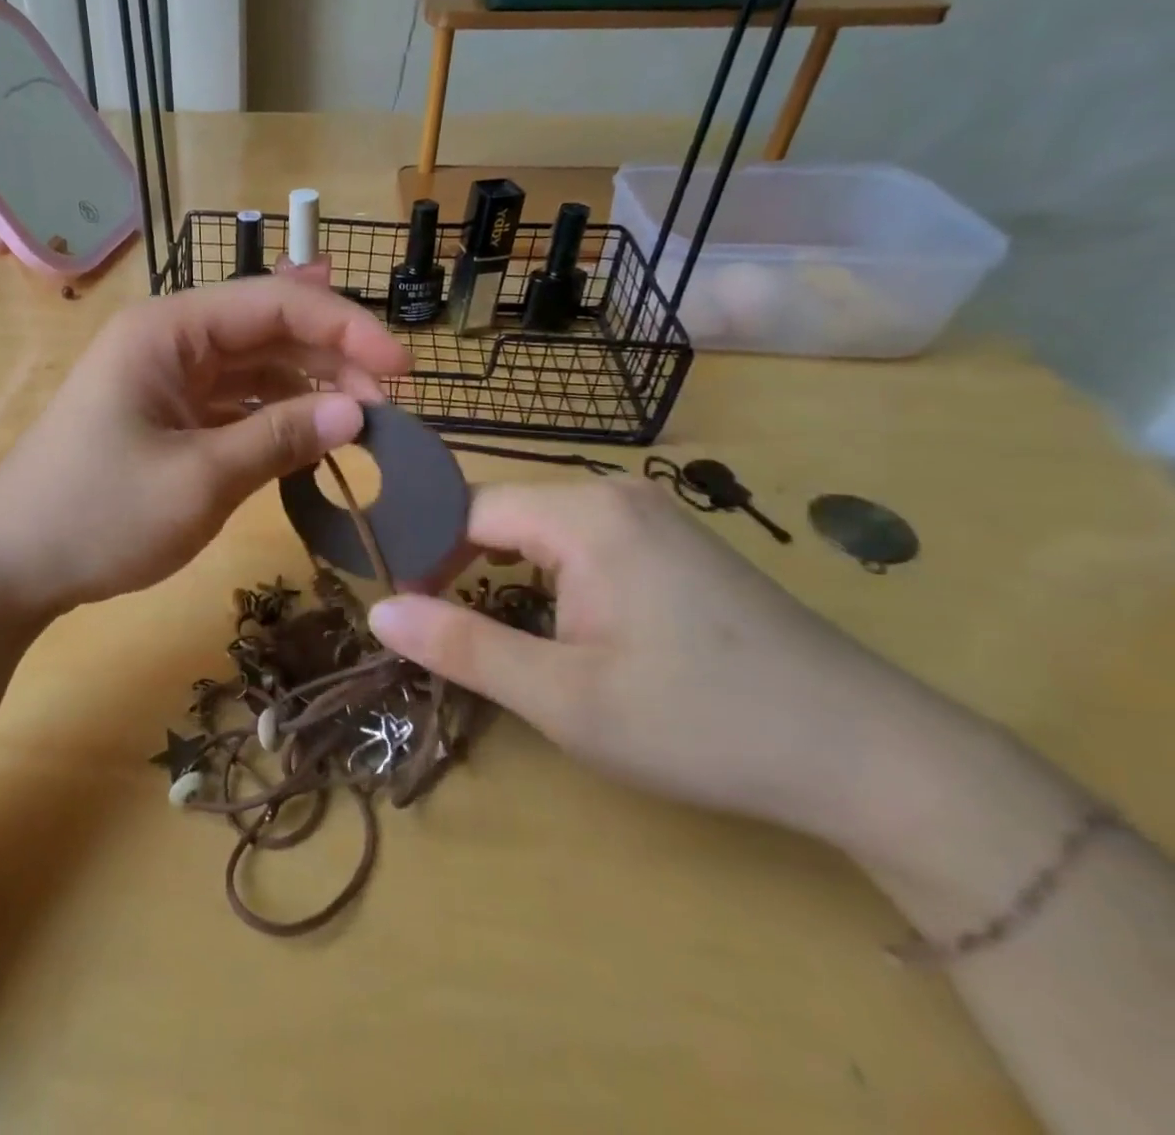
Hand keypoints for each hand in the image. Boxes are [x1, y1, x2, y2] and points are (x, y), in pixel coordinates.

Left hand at [0, 277, 410, 618]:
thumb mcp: (199, 479)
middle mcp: (170, 341)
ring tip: (361, 424)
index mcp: (169, 330)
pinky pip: (236, 403)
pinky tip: (313, 440)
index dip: (346, 327)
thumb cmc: (97, 515)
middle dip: (333, 360)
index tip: (402, 371)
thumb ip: (280, 438)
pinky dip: (277, 418)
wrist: (10, 564)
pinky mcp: (168, 416)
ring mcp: (168, 379)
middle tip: (387, 410)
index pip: (274, 302)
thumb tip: (357, 413)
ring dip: (309, 389)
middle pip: (269, 329)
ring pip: (256, 367)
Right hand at [368, 480, 965, 852]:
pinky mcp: (673, 542)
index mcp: (584, 514)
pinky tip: (556, 622)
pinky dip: (548, 576)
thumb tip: (378, 611)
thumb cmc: (701, 723)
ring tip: (486, 630)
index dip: (423, 556)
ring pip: (540, 528)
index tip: (400, 609)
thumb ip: (462, 648)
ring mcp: (651, 514)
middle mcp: (614, 494)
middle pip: (502, 514)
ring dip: (503, 573)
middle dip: (459, 566)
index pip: (466, 510)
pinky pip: (582, 542)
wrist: (871, 756)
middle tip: (436, 630)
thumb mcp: (563, 698)